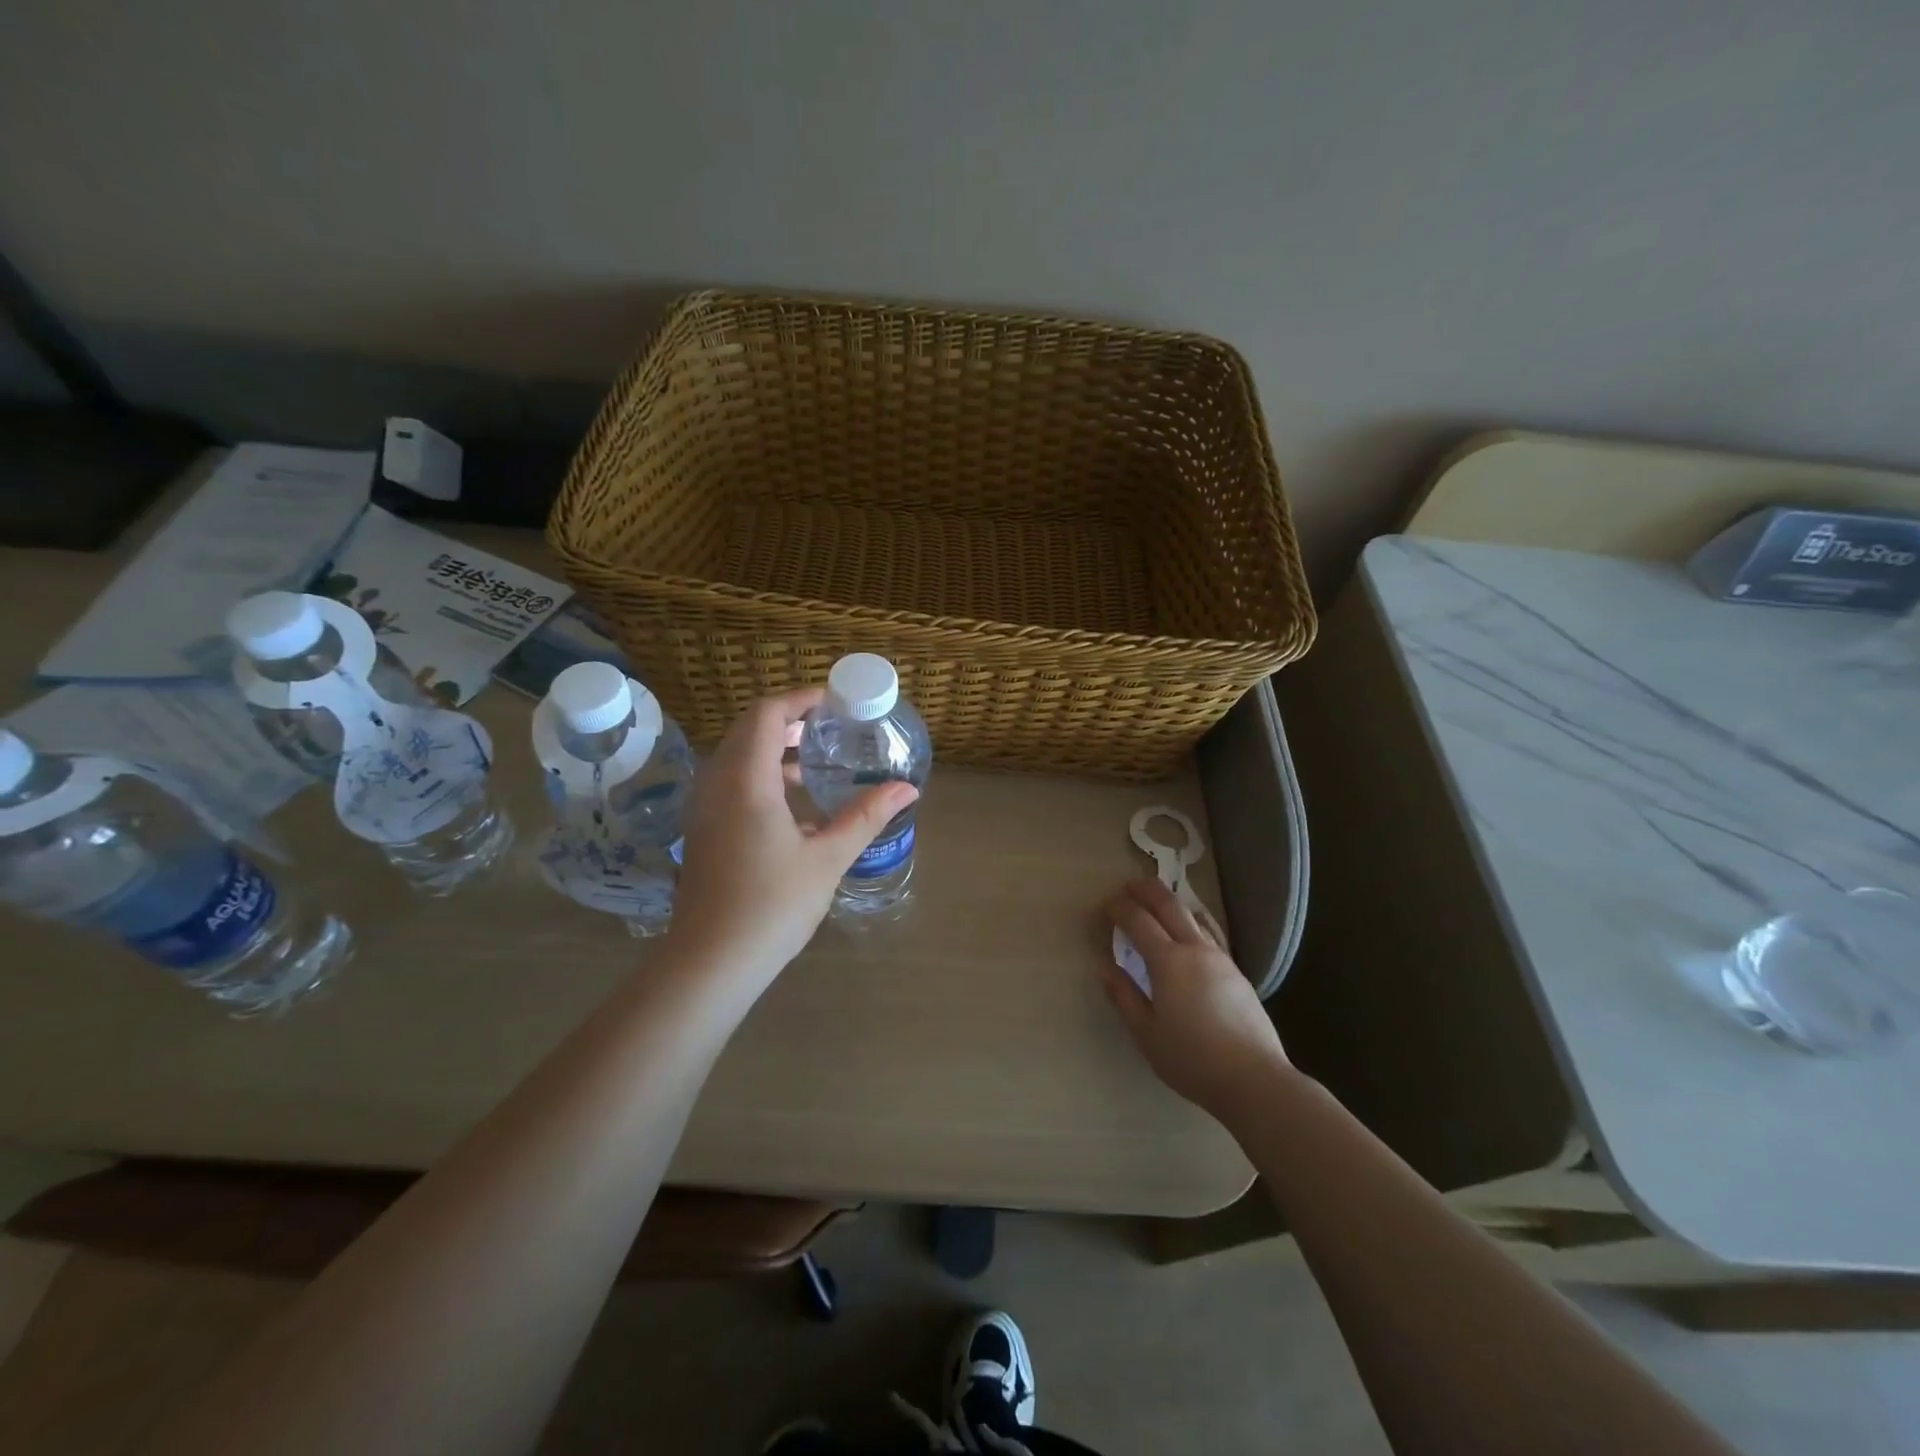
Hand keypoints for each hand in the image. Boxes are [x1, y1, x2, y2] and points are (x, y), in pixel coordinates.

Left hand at [668, 688, 917, 991]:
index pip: (768, 714)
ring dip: (773, 749)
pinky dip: (760, 775)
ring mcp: (705, 807)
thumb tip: (907, 789)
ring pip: (737, 756)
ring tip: (814, 762)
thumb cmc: (772, 905)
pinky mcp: (703, 829)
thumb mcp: (828, 858)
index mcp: (747, 780)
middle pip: (749, 729)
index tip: (833, 702)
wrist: (710, 961)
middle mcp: (718, 783)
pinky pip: (730, 782)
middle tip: (829, 727)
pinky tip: (793, 806)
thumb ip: (866, 816)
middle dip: (789, 720)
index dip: (800, 699)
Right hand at [1102, 877, 1290, 1125]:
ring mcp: (1220, 958)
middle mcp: (1195, 949)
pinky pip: (1206, 934)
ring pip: (1192, 916)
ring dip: (1169, 903)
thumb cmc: (1192, 1059)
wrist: (1255, 1079)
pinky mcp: (1236, 972)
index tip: (1104, 905)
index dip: (1118, 908)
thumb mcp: (1146, 1033)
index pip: (1138, 920)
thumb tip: (1106, 967)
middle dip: (1146, 890)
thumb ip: (1124, 996)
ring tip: (1154, 905)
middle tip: (1128, 886)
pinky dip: (1188, 923)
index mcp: (1168, 961)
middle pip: (1169, 904)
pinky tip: (1185, 936)